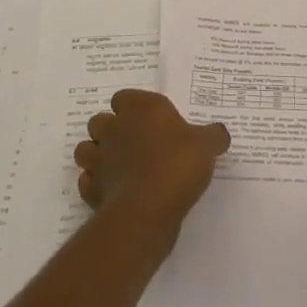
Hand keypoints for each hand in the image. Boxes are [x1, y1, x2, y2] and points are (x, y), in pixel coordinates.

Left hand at [74, 90, 230, 231]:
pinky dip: (97, 185)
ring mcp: (99, 159)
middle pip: (101, 121)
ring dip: (97, 155)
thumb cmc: (178, 164)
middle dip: (111, 130)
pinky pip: (88, 182)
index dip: (134, 108)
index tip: (150, 121)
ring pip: (86, 149)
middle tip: (135, 144)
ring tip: (119, 167)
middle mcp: (115, 128)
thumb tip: (220, 133)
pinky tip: (115, 191)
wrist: (148, 209)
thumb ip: (213, 136)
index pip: (125, 97)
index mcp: (141, 109)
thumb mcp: (207, 146)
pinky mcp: (92, 189)